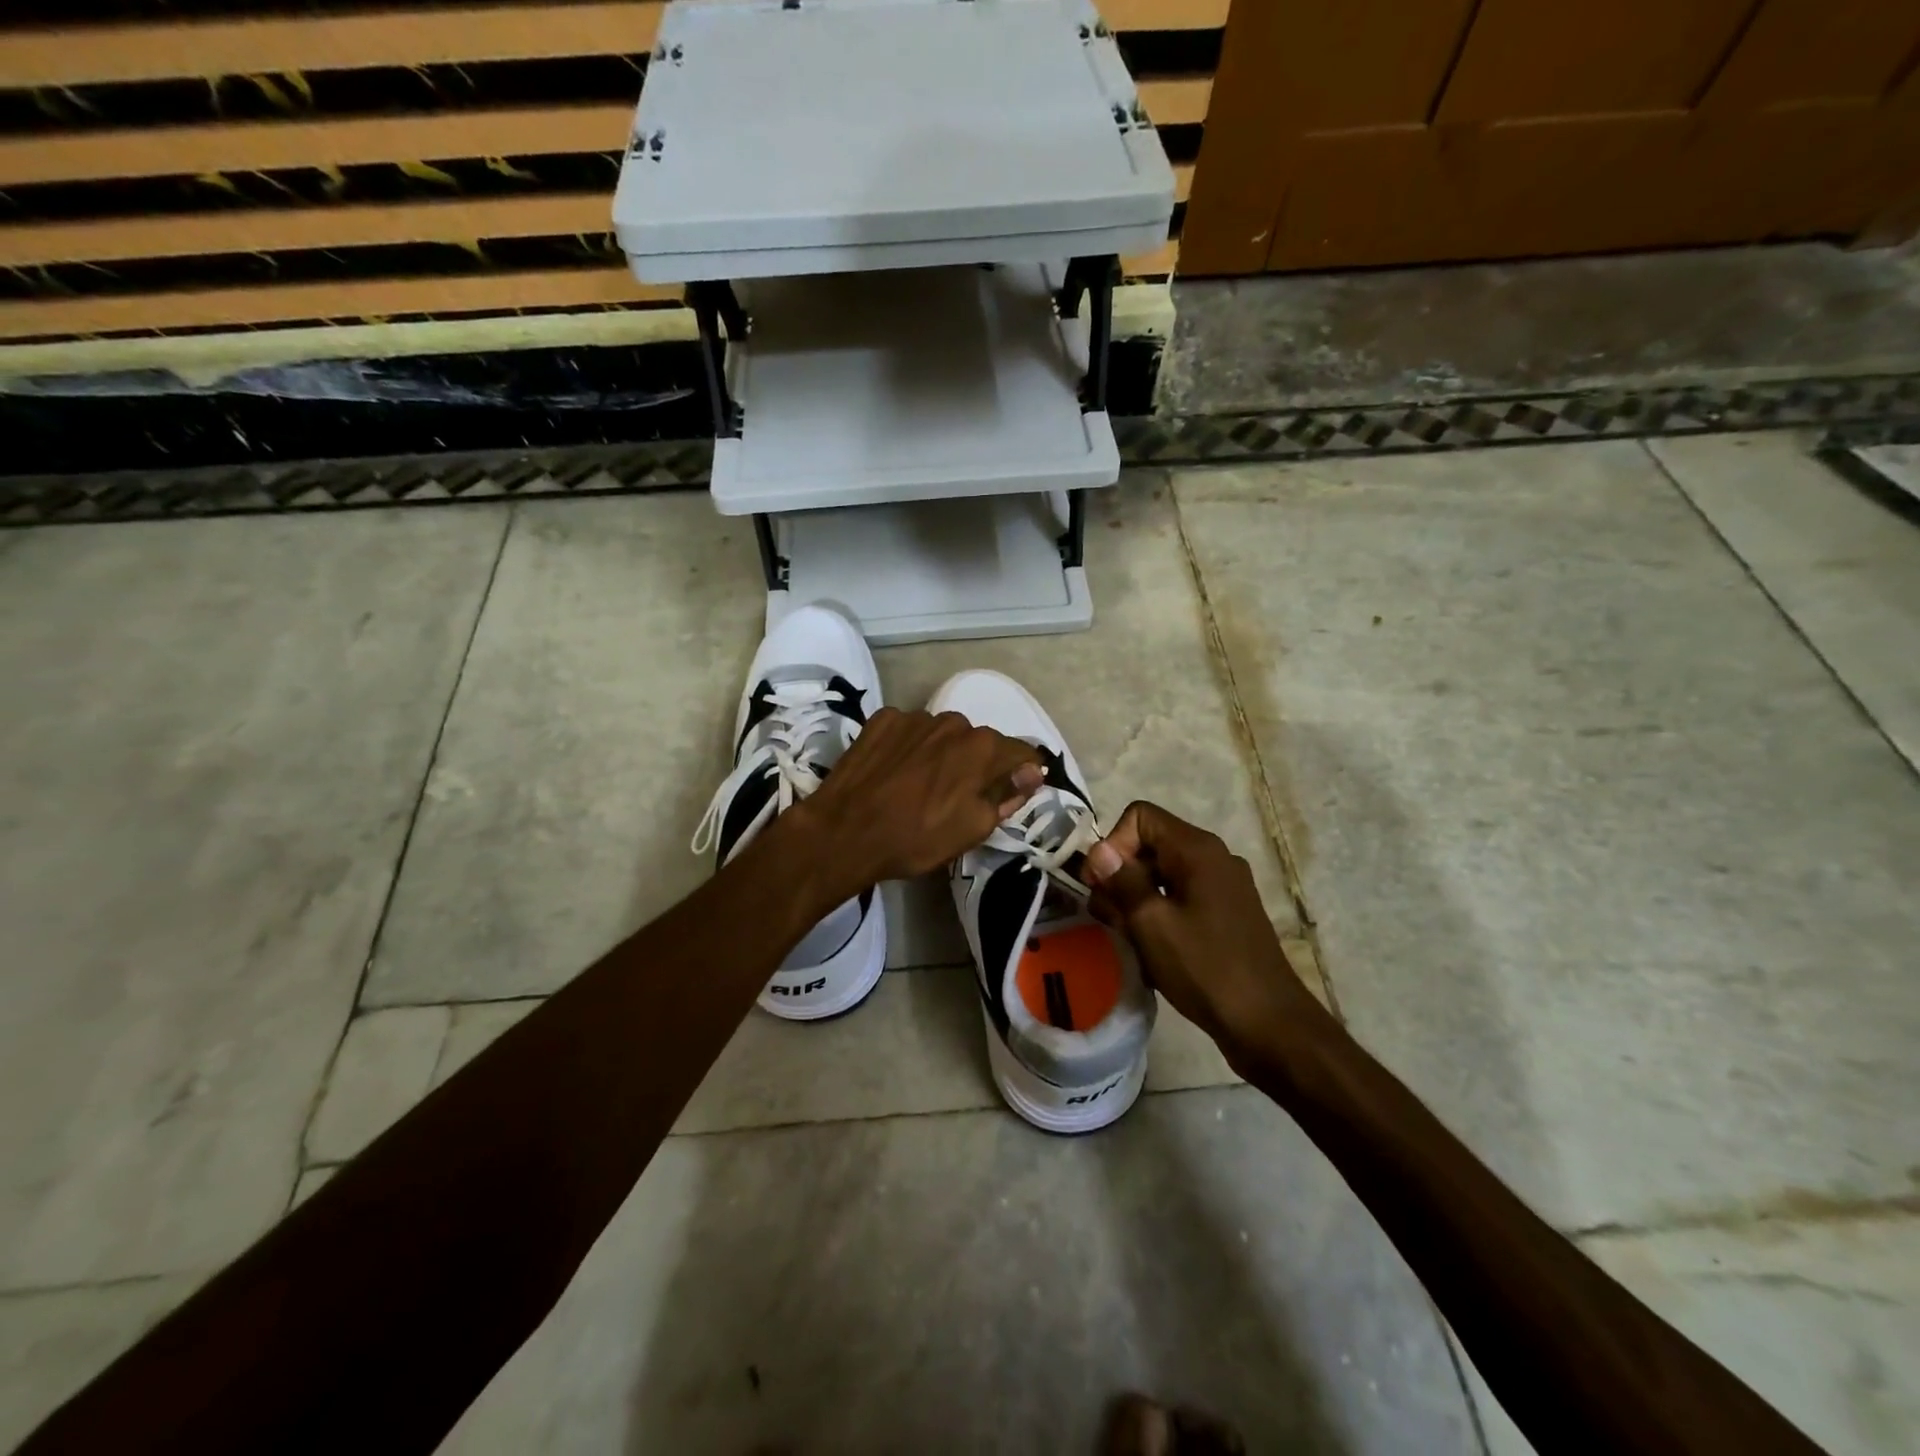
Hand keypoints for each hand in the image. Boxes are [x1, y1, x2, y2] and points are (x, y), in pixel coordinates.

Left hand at [785, 708, 1042, 889]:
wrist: (844, 832)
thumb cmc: (916, 838)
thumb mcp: (973, 829)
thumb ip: (1008, 794)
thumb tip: (1033, 772)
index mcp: (982, 748)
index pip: (1020, 753)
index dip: (1021, 773)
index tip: (1013, 792)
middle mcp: (953, 722)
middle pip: (978, 742)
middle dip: (976, 764)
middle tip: (957, 796)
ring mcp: (914, 717)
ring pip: (942, 734)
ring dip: (941, 753)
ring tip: (920, 784)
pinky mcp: (881, 720)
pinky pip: (908, 730)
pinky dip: (909, 746)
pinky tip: (894, 771)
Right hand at [1083, 801, 1324, 1059]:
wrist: (1270, 1025)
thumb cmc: (1206, 969)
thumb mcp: (1151, 923)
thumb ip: (1122, 880)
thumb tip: (1100, 850)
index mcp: (1197, 849)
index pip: (1140, 817)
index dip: (1113, 844)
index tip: (1101, 885)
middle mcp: (1214, 857)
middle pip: (1151, 844)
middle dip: (1121, 875)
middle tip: (1110, 918)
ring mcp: (1224, 886)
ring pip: (1164, 874)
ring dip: (1137, 899)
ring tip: (1128, 938)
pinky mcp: (1227, 913)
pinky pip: (1182, 897)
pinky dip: (1159, 914)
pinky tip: (1152, 949)